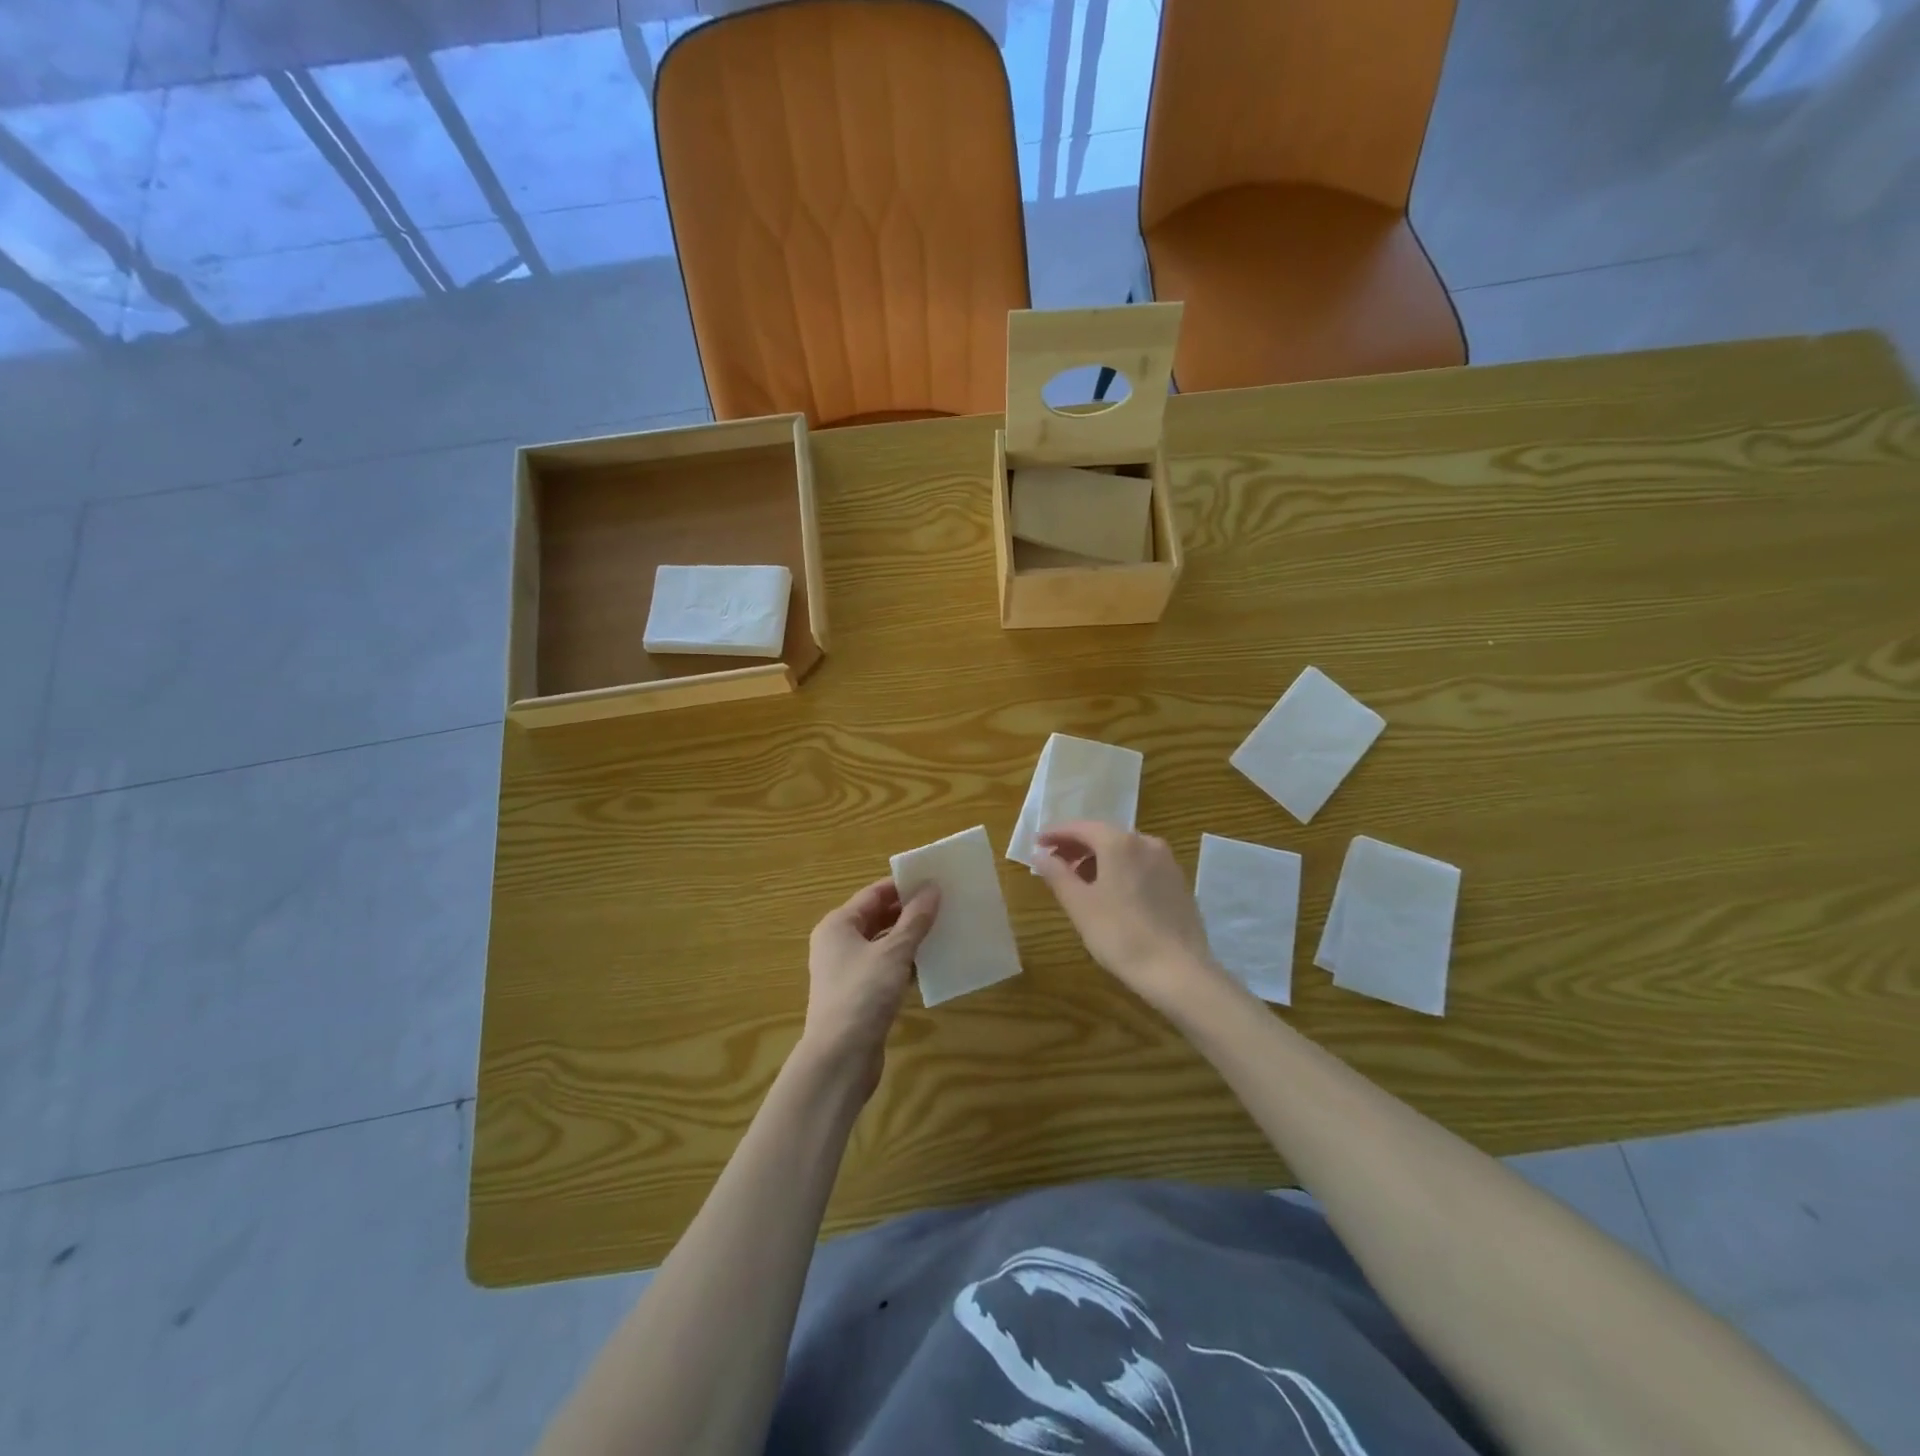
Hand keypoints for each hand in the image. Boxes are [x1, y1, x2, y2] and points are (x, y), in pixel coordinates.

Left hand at [799, 877, 939, 1095]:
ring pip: (883, 944)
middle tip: (945, 904)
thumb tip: (932, 889)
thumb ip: (915, 920)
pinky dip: (905, 963)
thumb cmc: (862, 995)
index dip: (904, 886)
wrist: (839, 1059)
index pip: (874, 893)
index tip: (936, 881)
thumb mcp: (893, 952)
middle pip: (877, 917)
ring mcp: (847, 971)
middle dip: (909, 912)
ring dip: (910, 938)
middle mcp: (838, 943)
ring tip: (944, 930)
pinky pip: (885, 968)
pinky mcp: (859, 995)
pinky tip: (930, 964)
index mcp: (838, 925)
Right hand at [1035, 822, 1232, 1015]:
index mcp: (1120, 843)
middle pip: (1104, 835)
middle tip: (1054, 862)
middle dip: (1077, 846)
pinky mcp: (1179, 883)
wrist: (1179, 972)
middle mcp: (1146, 842)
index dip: (1056, 833)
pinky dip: (1120, 869)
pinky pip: (1141, 865)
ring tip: (1079, 880)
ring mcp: (1167, 862)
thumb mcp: (1080, 905)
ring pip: (1125, 850)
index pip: (1081, 827)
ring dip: (1098, 858)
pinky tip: (1111, 892)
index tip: (1037, 843)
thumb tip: (1039, 855)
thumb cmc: (1120, 935)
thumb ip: (1057, 874)